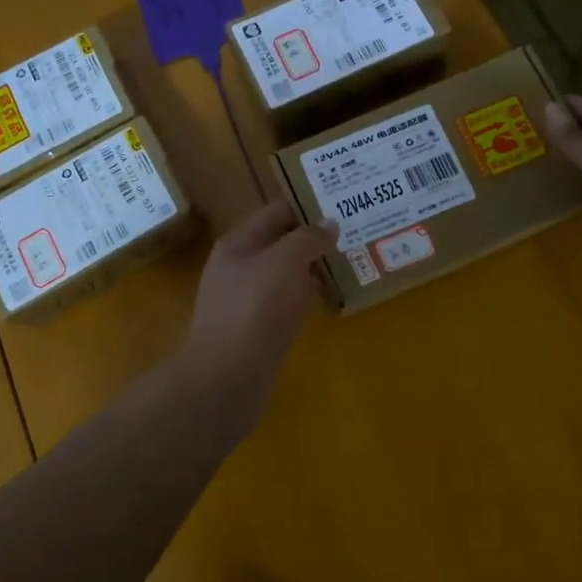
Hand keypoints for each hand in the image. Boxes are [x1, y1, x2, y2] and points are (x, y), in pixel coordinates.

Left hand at [181, 201, 337, 434]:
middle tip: (353, 234)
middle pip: (280, 243)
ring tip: (349, 262)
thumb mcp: (284, 262)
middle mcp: (239, 268)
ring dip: (312, 269)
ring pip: (285, 275)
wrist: (227, 376)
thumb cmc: (255, 309)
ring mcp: (246, 301)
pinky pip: (286, 303)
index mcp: (239, 243)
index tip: (341, 204)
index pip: (276, 212)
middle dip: (313, 239)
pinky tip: (328, 299)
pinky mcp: (257, 330)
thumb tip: (329, 224)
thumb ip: (308, 238)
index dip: (307, 206)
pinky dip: (306, 298)